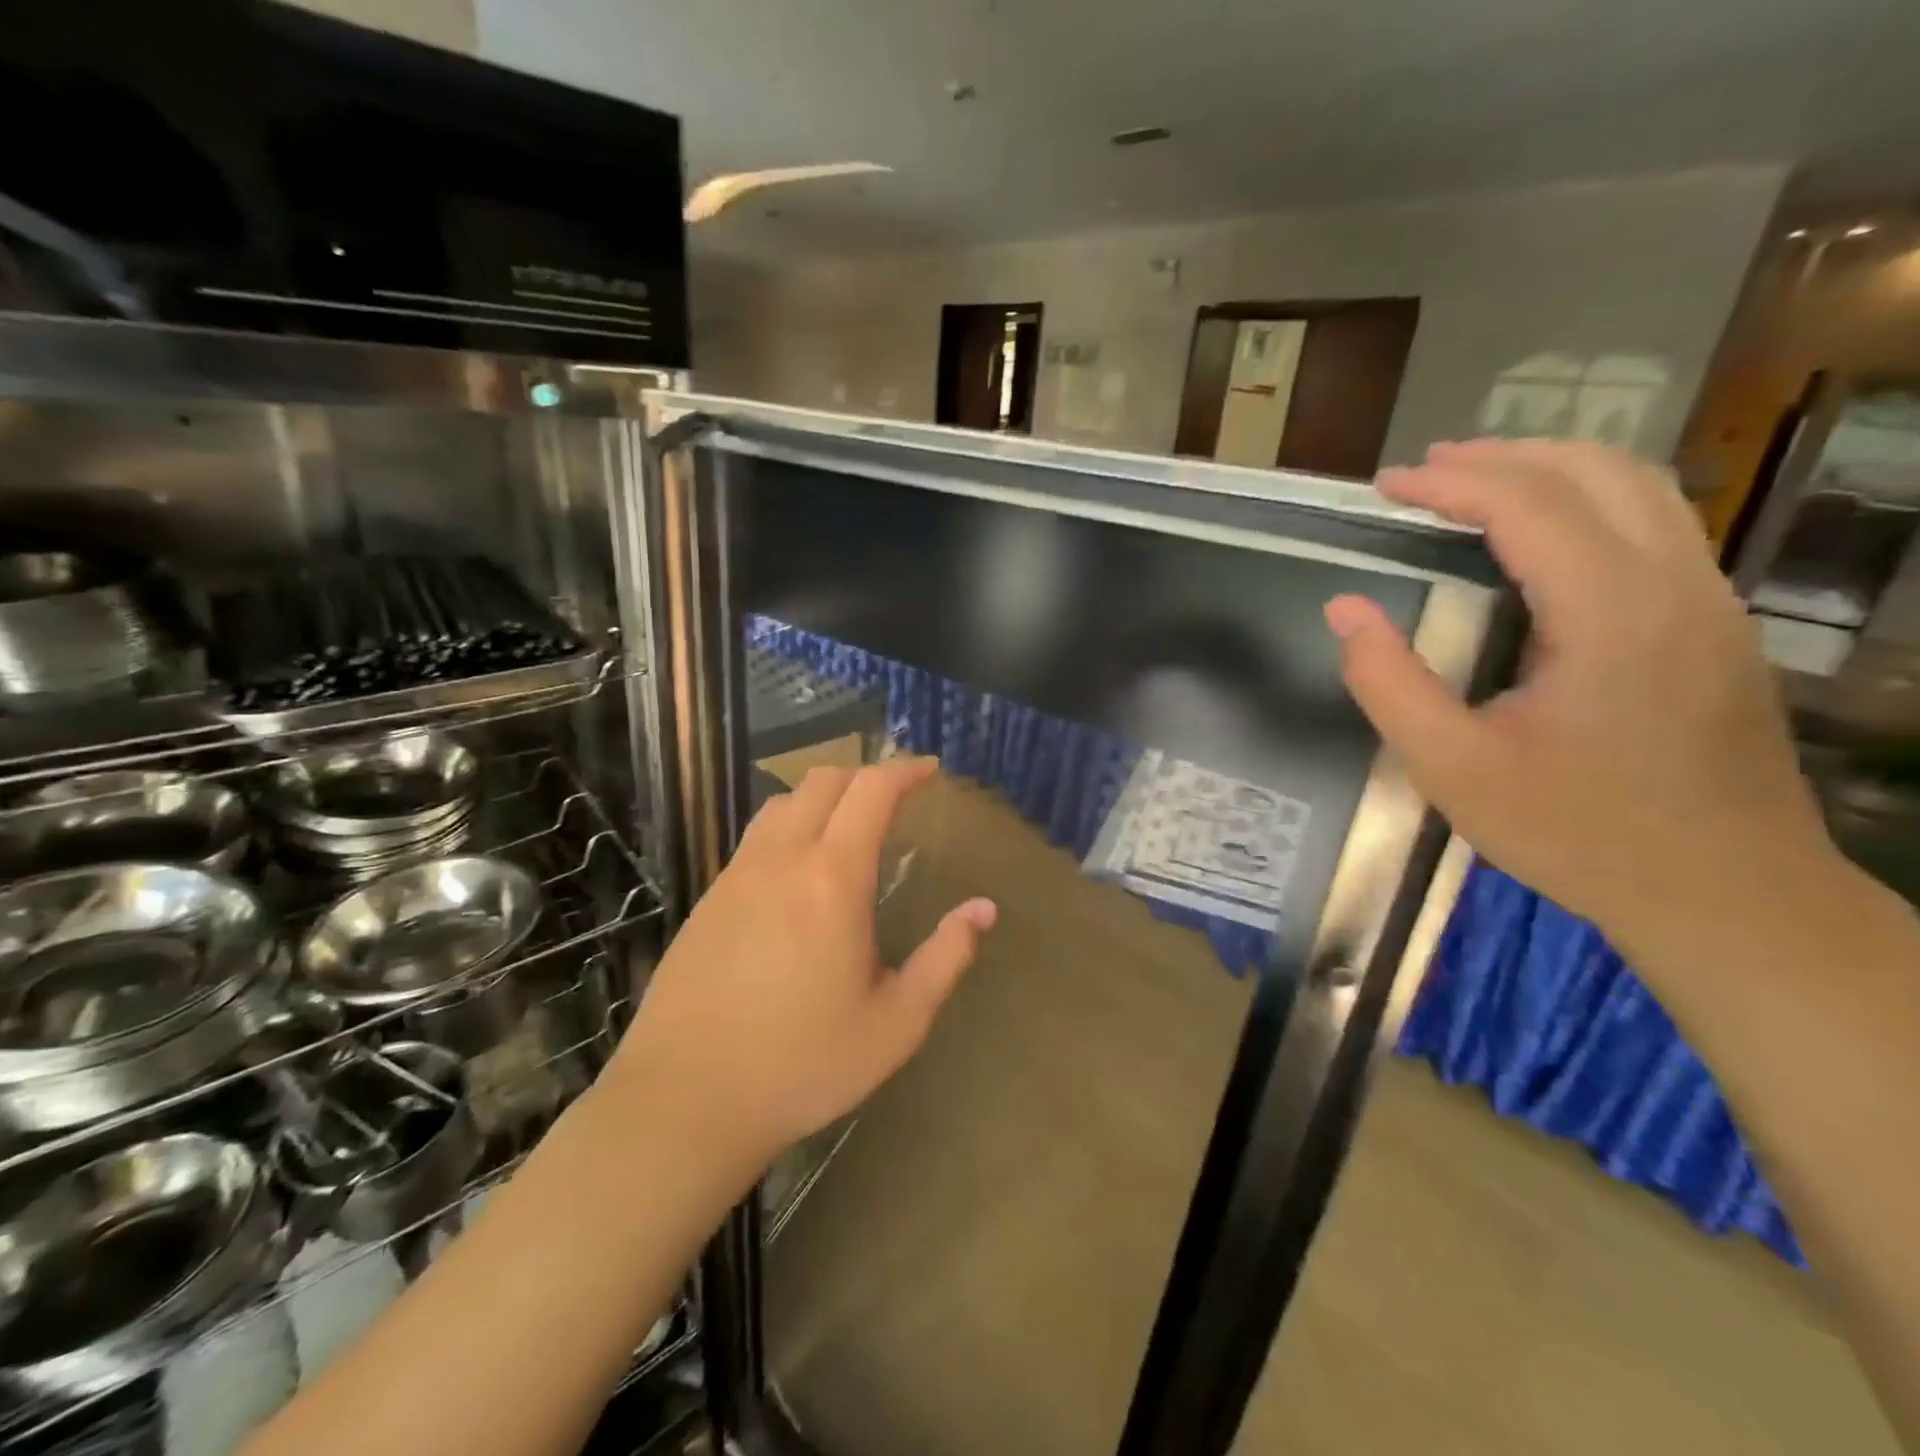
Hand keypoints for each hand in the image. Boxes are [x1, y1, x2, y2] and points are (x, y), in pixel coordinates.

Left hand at [611, 756, 995, 1160]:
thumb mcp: (895, 1023)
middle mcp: (781, 859)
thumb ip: (945, 958)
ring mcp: (736, 875)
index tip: (929, 770)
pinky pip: (755, 838)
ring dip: (822, 797)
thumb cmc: (802, 1065)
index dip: (904, 771)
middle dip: (865, 776)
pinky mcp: (707, 899)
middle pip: (822, 781)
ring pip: (782, 804)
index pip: (871, 791)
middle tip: (895, 798)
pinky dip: (788, 828)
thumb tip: (983, 910)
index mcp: (832, 878)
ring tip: (847, 827)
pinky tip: (797, 874)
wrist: (683, 1102)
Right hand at [1324, 439, 1831, 946]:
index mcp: (1609, 614)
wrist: (1726, 893)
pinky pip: (1655, 526)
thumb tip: (1344, 609)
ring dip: (1551, 469)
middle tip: (1425, 470)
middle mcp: (1674, 586)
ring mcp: (1708, 602)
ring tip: (1477, 480)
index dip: (1450, 483)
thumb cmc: (1576, 832)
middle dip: (1501, 457)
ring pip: (1639, 489)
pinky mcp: (1717, 625)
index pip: (1528, 506)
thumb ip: (1389, 683)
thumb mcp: (1452, 768)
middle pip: (1594, 473)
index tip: (1386, 486)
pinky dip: (1589, 501)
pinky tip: (1544, 532)